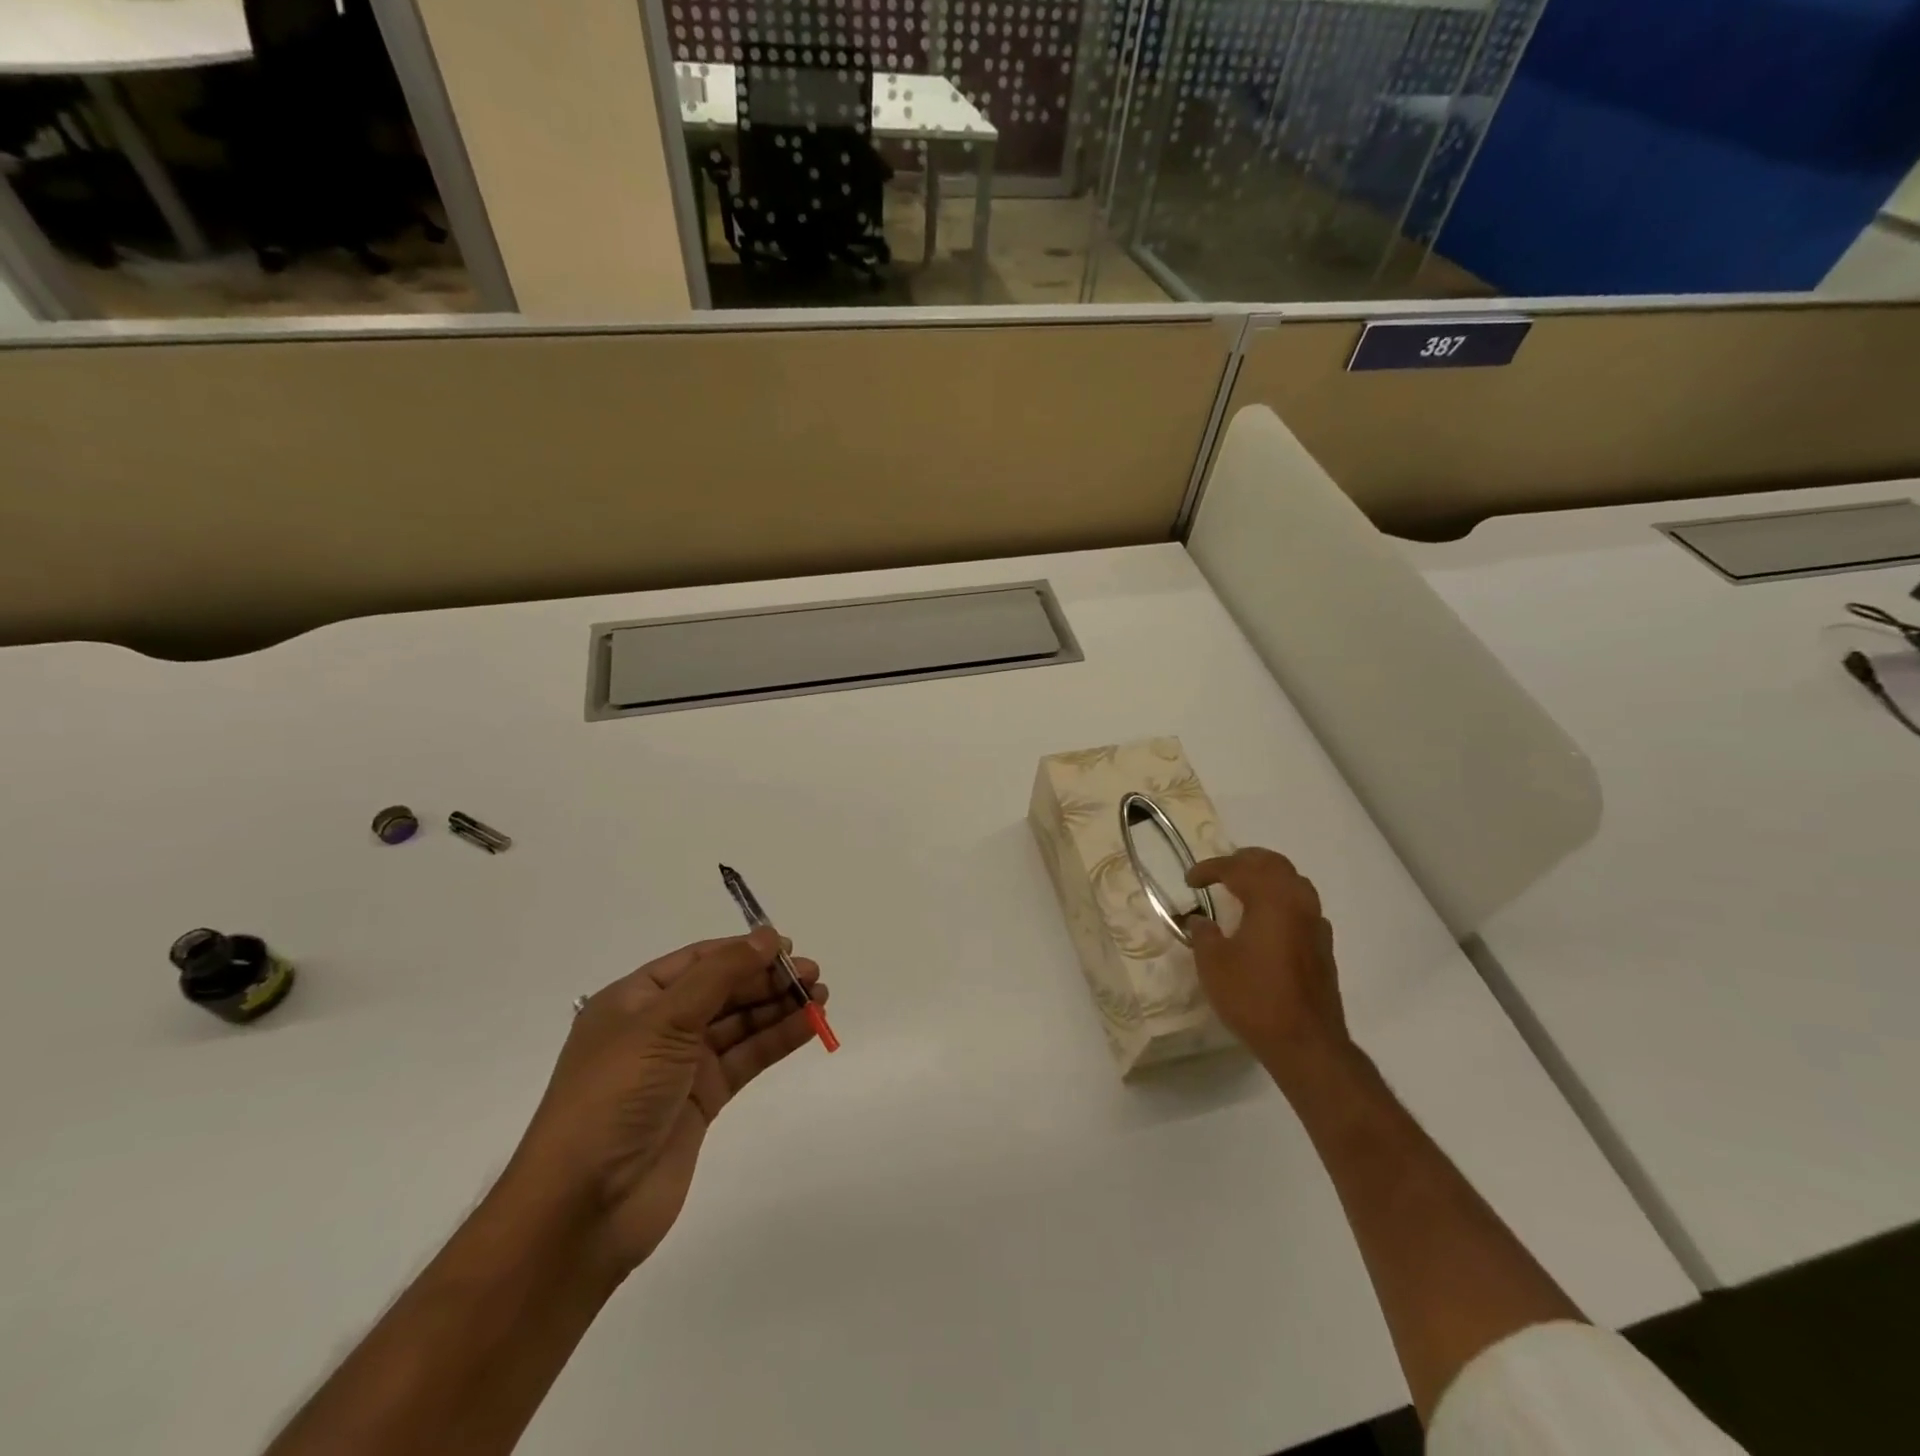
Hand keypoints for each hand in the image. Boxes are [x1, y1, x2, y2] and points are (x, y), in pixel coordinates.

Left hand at [503, 929, 827, 1275]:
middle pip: (723, 990)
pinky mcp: (703, 1101)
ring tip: (820, 997)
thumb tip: (767, 936)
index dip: (743, 950)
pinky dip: (776, 1040)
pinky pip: (746, 1059)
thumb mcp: (663, 1022)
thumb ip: (720, 975)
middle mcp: (658, 1027)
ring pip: (739, 1024)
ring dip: (778, 1008)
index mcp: (635, 1000)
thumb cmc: (615, 1095)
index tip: (789, 947)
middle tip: (813, 976)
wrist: (585, 1206)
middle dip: (767, 979)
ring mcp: (682, 1066)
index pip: (698, 961)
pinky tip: (808, 1026)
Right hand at [1186, 848, 1349, 1081]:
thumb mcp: (1213, 964)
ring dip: (1267, 877)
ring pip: (1293, 882)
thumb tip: (1200, 920)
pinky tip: (1268, 920)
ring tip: (1243, 888)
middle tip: (1219, 871)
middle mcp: (1298, 902)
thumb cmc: (1253, 997)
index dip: (1209, 869)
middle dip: (1244, 861)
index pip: (1237, 868)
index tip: (1189, 880)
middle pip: (1273, 864)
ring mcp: (1316, 924)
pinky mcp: (1323, 946)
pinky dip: (1282, 900)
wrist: (1305, 1042)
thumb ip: (1204, 934)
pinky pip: (1303, 906)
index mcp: (1270, 899)